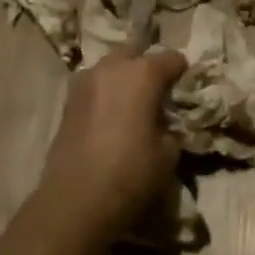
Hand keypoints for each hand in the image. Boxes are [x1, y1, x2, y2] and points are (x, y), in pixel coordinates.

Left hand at [41, 42, 187, 236]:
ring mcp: (84, 82)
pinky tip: (111, 117)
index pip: (172, 58)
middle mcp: (111, 68)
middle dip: (148, 66)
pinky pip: (94, 86)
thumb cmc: (130, 174)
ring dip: (123, 78)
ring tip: (132, 104)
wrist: (74, 202)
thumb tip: (166, 122)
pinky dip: (106, 93)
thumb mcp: (169, 153)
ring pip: (110, 67)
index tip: (186, 91)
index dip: (183, 73)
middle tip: (158, 92)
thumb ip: (171, 126)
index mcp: (142, 73)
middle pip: (136, 52)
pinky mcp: (67, 102)